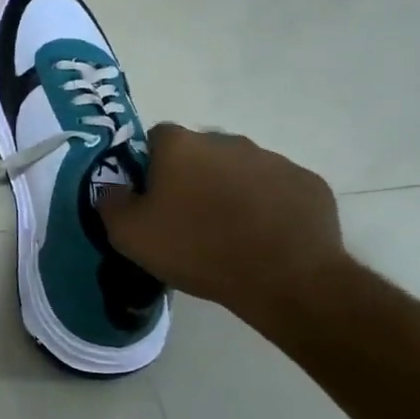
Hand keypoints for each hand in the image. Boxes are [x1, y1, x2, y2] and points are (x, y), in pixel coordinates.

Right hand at [98, 124, 347, 321]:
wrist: (285, 279)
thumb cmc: (197, 249)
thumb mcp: (129, 234)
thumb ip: (111, 202)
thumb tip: (112, 188)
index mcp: (180, 145)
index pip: (154, 138)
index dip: (149, 166)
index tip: (151, 197)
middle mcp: (226, 140)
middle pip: (200, 152)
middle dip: (193, 176)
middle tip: (189, 217)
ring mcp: (273, 160)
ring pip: (240, 169)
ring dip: (231, 189)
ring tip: (230, 231)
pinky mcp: (308, 183)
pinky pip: (278, 189)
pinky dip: (269, 206)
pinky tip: (265, 237)